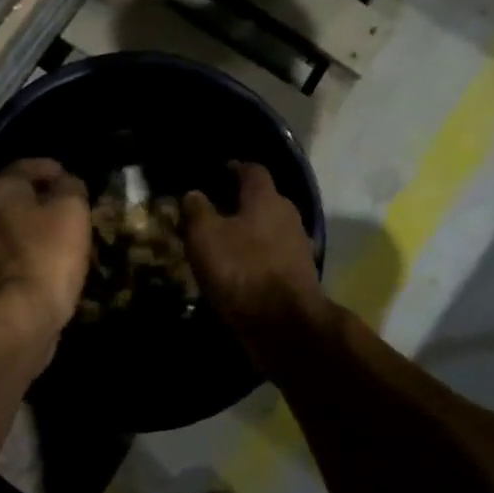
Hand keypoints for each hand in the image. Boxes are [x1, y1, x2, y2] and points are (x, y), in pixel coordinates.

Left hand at [0, 159, 90, 341]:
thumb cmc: (48, 253)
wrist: (20, 316)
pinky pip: (10, 256)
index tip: (75, 182)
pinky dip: (28, 255)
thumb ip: (70, 186)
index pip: (27, 166)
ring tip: (64, 240)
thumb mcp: (72, 209)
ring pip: (12, 228)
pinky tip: (49, 264)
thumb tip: (65, 182)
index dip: (54, 169)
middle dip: (43, 201)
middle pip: (16, 198)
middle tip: (72, 211)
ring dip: (35, 230)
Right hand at [182, 162, 325, 344]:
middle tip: (215, 210)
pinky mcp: (299, 276)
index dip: (235, 168)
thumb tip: (194, 193)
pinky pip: (274, 256)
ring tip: (224, 242)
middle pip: (264, 200)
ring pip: (270, 229)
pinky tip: (240, 270)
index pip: (253, 170)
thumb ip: (198, 210)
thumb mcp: (206, 237)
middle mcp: (289, 216)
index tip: (219, 171)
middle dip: (241, 203)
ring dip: (250, 232)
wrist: (283, 324)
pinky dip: (257, 258)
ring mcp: (298, 247)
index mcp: (267, 198)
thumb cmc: (241, 270)